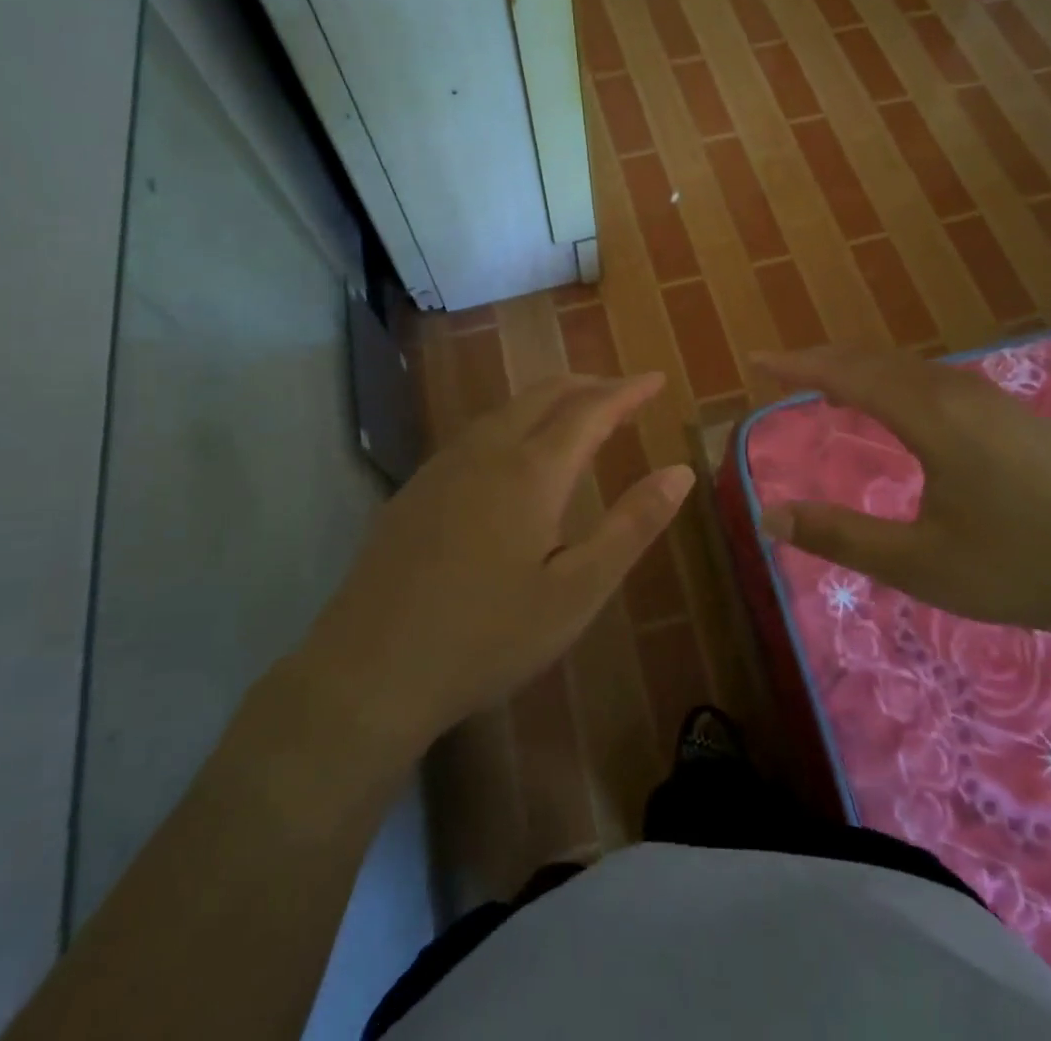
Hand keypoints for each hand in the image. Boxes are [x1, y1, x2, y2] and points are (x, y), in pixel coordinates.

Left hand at [299, 372, 693, 751]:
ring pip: (506, 409)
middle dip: (588, 384)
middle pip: (544, 394)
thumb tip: (681, 472)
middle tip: (622, 393)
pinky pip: (477, 433)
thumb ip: (632, 526)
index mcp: (531, 470)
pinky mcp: (415, 488)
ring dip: (549, 400)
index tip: (655, 379)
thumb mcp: (577, 591)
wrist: (369, 671)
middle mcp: (486, 451)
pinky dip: (514, 422)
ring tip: (577, 415)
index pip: (590, 409)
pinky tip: (513, 454)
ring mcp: (443, 466)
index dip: (627, 391)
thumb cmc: (488, 636)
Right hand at [754, 346, 1050, 642]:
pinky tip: (906, 410)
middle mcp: (959, 393)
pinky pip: (939, 382)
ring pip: (913, 369)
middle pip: (878, 361)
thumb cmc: (1027, 565)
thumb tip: (769, 517)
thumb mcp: (921, 564)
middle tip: (786, 372)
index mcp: (930, 416)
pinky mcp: (1020, 419)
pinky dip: (899, 382)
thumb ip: (841, 537)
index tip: (758, 361)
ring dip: (864, 370)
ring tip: (833, 387)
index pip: (847, 374)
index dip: (797, 365)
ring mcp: (997, 402)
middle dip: (825, 361)